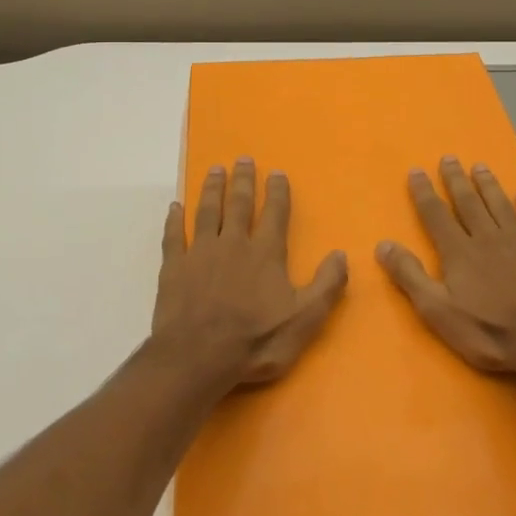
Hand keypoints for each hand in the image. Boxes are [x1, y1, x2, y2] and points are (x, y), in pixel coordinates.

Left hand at [153, 158, 348, 385]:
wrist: (198, 356)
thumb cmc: (256, 340)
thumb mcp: (305, 319)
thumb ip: (326, 285)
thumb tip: (341, 254)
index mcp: (266, 253)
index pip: (275, 214)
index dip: (277, 192)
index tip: (276, 172)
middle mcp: (233, 243)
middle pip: (240, 204)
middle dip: (243, 181)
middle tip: (243, 159)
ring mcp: (201, 252)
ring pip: (207, 211)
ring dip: (213, 189)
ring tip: (215, 170)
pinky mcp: (174, 267)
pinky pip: (174, 236)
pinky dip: (174, 220)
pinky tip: (174, 207)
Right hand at [376, 156, 515, 378]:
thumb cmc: (489, 331)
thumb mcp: (438, 311)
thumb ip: (410, 276)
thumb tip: (383, 244)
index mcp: (459, 252)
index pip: (436, 214)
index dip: (424, 192)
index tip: (416, 171)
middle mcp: (487, 238)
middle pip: (468, 202)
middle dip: (456, 179)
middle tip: (449, 158)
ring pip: (500, 205)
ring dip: (488, 185)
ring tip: (480, 167)